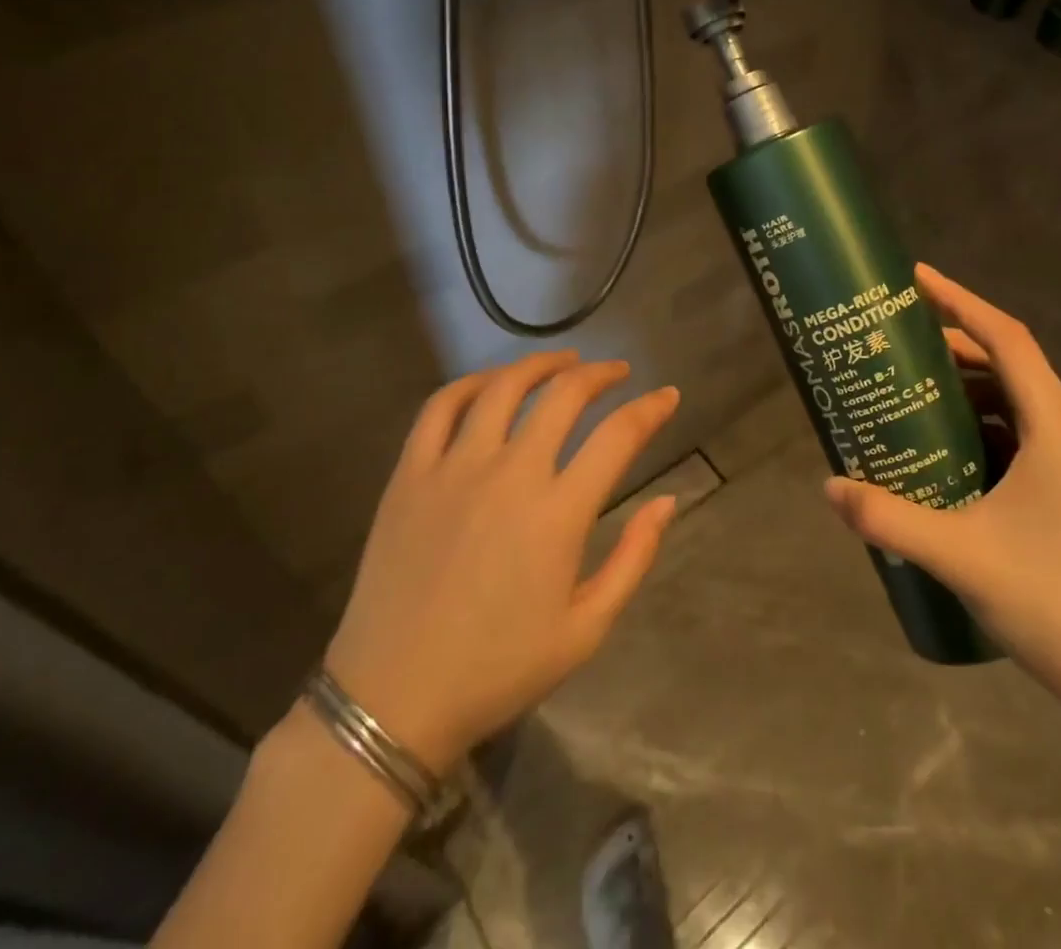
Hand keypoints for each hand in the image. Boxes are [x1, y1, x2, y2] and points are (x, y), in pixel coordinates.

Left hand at [323, 352, 680, 773]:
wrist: (393, 699)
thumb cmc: (498, 669)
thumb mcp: (586, 629)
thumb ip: (634, 558)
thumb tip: (667, 501)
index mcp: (558, 513)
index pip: (618, 436)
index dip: (651, 409)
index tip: (668, 396)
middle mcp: (510, 474)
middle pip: (563, 395)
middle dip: (600, 374)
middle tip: (617, 372)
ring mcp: (454, 467)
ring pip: (504, 387)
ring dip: (541, 364)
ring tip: (564, 361)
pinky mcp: (410, 474)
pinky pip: (441, 407)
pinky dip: (471, 383)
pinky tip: (491, 383)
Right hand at [824, 265, 1060, 717]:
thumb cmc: (1051, 603)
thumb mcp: (958, 556)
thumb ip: (888, 517)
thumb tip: (828, 486)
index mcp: (1057, 430)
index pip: (1008, 340)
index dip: (961, 301)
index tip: (916, 278)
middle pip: (1009, 362)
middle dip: (953, 341)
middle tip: (896, 334)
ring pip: (1014, 397)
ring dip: (965, 381)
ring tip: (909, 379)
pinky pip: (1018, 430)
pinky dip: (978, 418)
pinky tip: (940, 440)